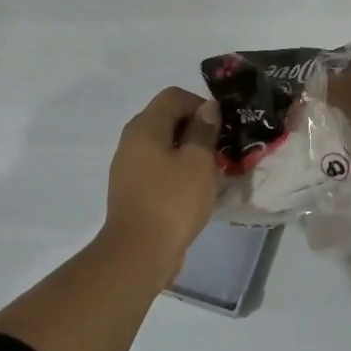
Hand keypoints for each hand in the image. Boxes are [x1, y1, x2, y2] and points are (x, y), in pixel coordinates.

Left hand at [101, 86, 220, 271]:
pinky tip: (195, 190)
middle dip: (197, 129)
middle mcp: (132, 141)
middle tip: (220, 150)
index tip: (221, 129)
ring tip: (211, 172)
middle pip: (168, 119)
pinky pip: (159, 168)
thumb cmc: (172, 201)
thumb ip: (204, 130)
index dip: (201, 105)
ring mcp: (129, 167)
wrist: (138, 254)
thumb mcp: (198, 162)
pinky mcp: (133, 190)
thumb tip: (207, 108)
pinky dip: (178, 171)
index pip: (174, 96)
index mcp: (145, 127)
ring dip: (189, 152)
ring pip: (164, 146)